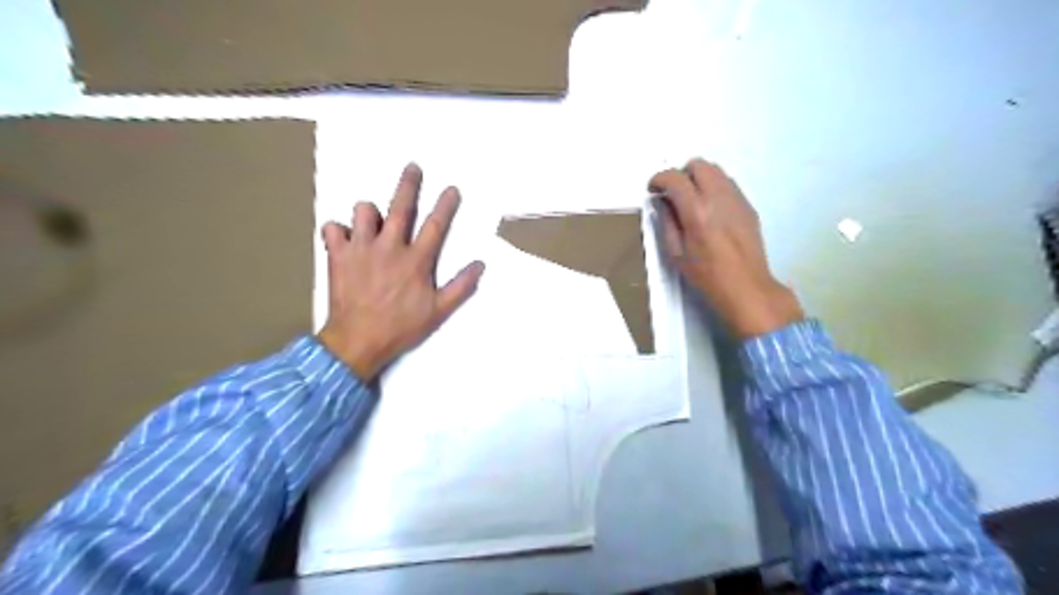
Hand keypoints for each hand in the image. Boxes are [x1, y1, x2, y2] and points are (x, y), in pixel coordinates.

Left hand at [315, 163, 484, 379]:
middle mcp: (390, 247)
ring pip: (363, 212)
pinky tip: (344, 239)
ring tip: (373, 221)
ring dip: (370, 213)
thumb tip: (480, 265)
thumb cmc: (401, 327)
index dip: (445, 205)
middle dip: (409, 185)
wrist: (358, 341)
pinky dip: (337, 231)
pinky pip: (332, 229)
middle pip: (401, 208)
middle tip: (412, 167)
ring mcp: (361, 249)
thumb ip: (461, 287)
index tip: (452, 188)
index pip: (435, 226)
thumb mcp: (438, 311)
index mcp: (416, 261)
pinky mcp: (338, 256)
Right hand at [647, 158, 803, 339]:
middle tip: (673, 193)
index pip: (675, 178)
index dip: (659, 179)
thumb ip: (667, 223)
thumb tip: (663, 202)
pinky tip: (710, 209)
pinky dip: (714, 187)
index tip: (653, 189)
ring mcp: (737, 199)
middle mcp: (718, 198)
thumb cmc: (706, 276)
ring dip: (699, 178)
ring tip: (692, 199)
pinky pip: (728, 184)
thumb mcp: (676, 253)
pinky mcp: (748, 206)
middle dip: (681, 174)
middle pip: (698, 165)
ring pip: (716, 170)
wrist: (746, 287)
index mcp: (697, 212)